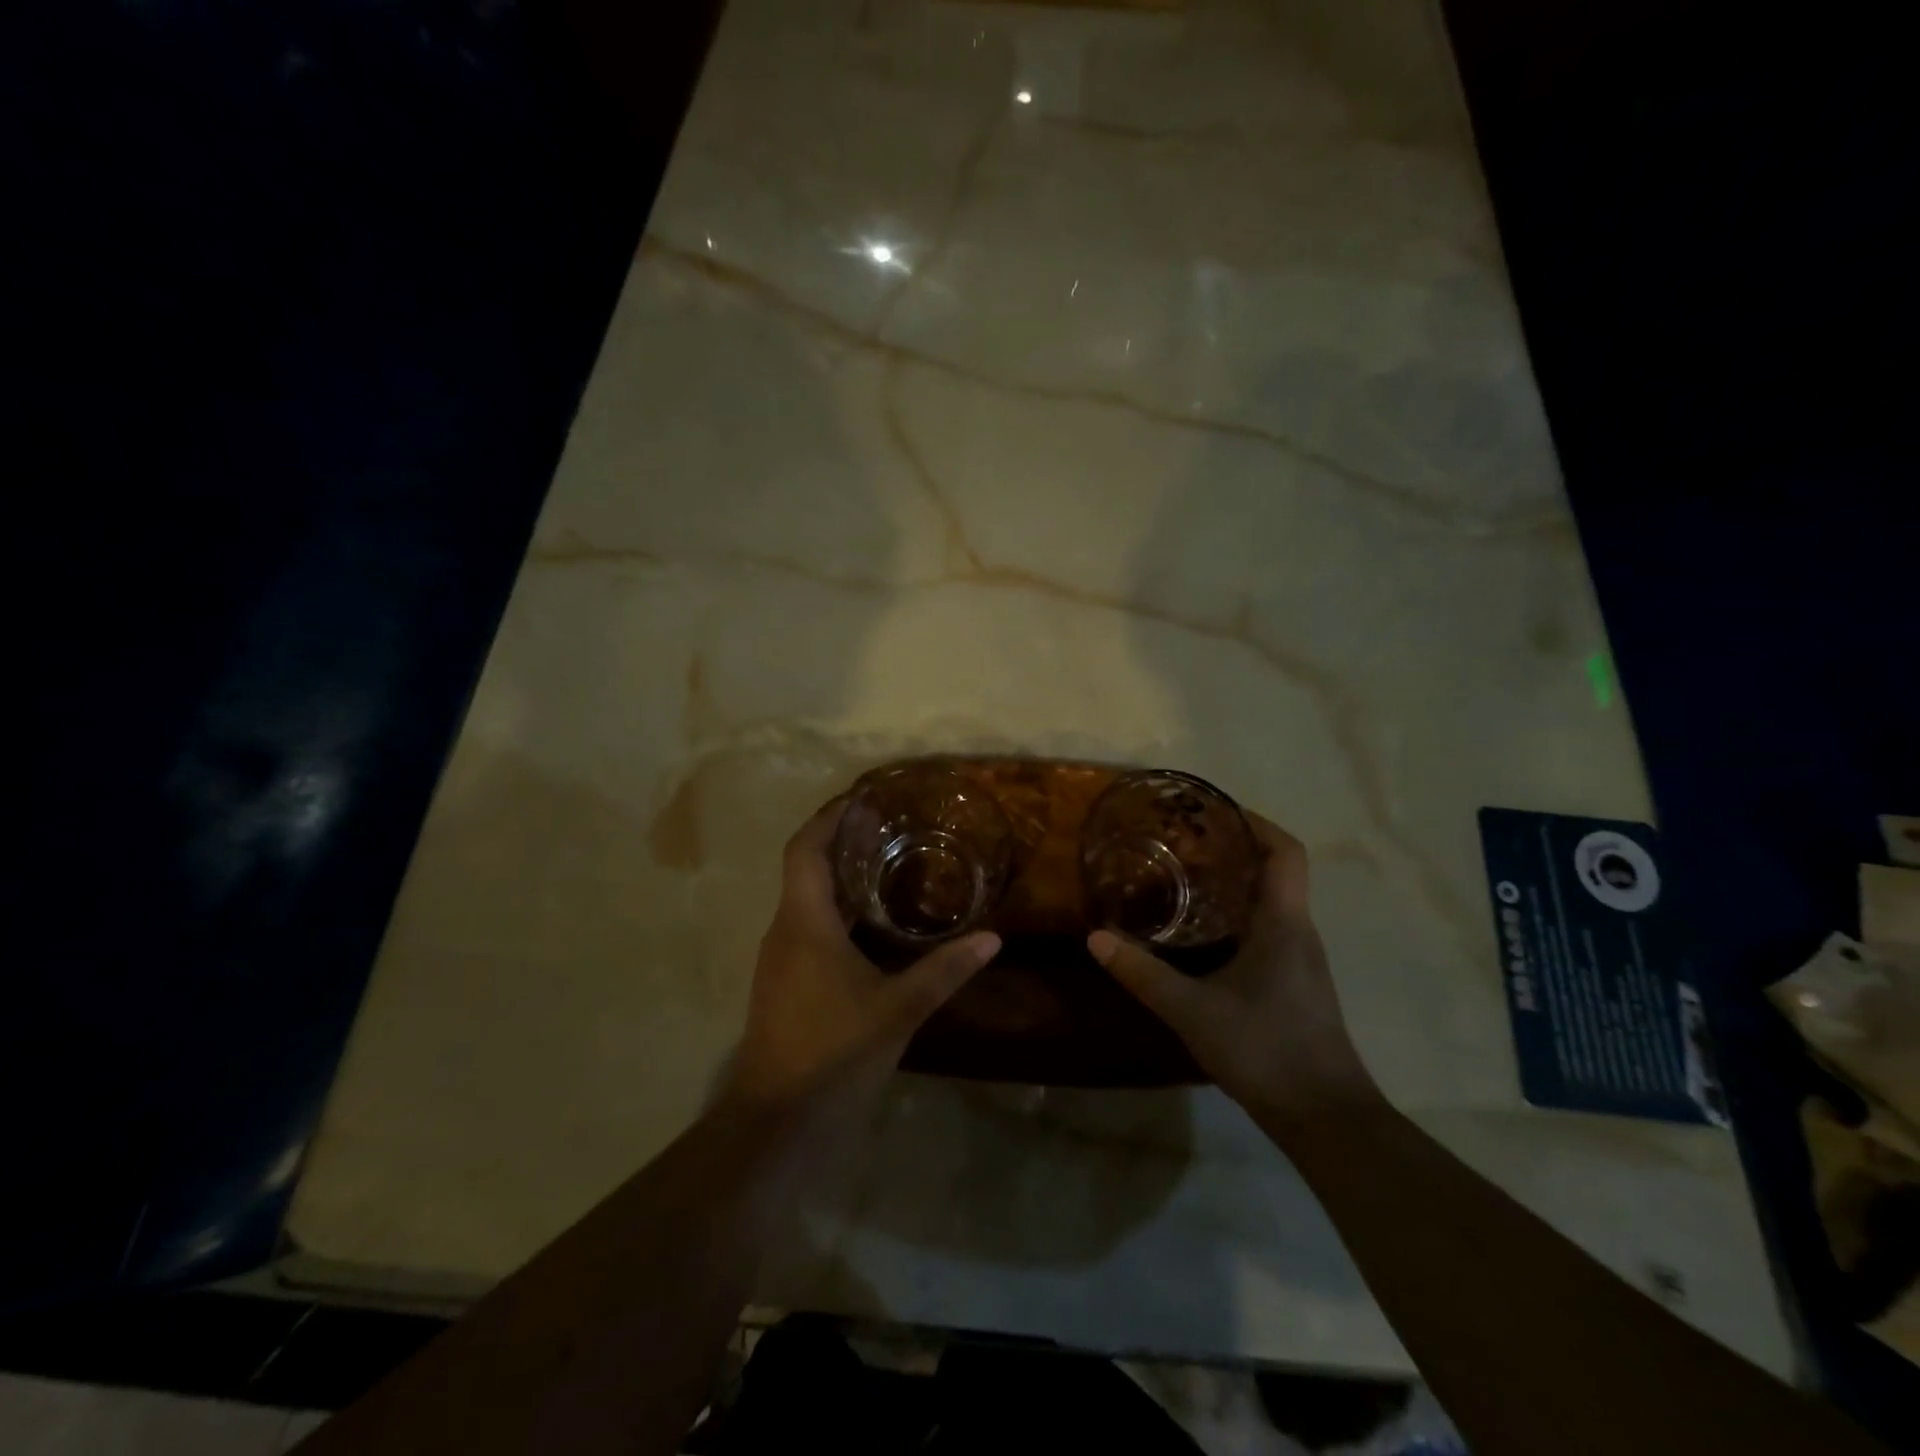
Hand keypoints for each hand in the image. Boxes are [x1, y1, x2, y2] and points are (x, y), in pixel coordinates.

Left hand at [729, 800, 999, 1106]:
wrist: (776, 1122)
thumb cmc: (833, 1053)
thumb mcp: (899, 1009)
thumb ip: (945, 970)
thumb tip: (993, 938)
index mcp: (803, 922)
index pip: (804, 848)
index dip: (828, 817)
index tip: (862, 798)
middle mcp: (784, 930)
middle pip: (805, 868)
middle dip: (841, 842)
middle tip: (890, 827)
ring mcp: (779, 958)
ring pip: (806, 899)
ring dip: (839, 877)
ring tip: (888, 864)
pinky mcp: (784, 982)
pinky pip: (807, 926)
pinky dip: (837, 910)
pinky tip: (872, 924)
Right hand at [1088, 813, 1377, 1125]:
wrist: (1325, 1118)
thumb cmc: (1265, 1049)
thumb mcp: (1192, 1010)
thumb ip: (1143, 973)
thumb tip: (1096, 938)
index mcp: (1284, 922)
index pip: (1285, 851)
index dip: (1255, 822)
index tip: (1213, 812)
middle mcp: (1298, 931)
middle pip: (1275, 871)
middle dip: (1232, 848)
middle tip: (1181, 842)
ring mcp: (1300, 960)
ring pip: (1270, 902)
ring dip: (1233, 883)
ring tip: (1182, 879)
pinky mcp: (1295, 984)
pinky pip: (1267, 930)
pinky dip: (1236, 916)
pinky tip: (1200, 935)